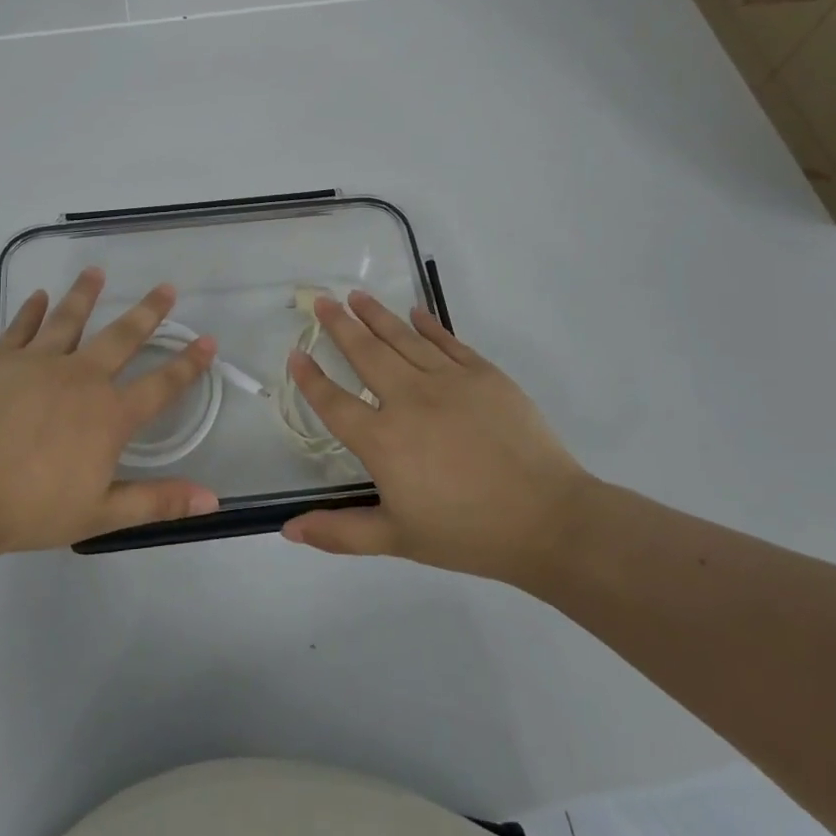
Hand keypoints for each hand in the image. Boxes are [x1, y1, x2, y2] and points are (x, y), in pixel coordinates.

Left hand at [0, 268, 219, 553]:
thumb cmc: (30, 509)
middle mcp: (81, 378)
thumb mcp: (100, 513)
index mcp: (109, 415)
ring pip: (70, 319)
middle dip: (148, 312)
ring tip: (97, 272)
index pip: (161, 384)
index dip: (188, 364)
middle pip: (122, 337)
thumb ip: (158, 502)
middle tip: (166, 288)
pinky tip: (39, 295)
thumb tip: (213, 498)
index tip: (207, 340)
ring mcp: (38, 363)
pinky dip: (32, 309)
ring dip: (86, 294)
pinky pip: (21, 326)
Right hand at [281, 291, 590, 585]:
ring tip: (357, 296)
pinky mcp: (483, 374)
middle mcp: (408, 399)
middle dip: (339, 325)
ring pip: (403, 338)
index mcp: (382, 440)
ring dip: (376, 315)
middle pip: (365, 354)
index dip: (310, 377)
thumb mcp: (397, 539)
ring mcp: (448, 381)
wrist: (547, 519)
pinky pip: (448, 341)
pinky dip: (428, 324)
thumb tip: (288, 530)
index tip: (295, 353)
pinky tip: (415, 312)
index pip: (333, 402)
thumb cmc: (467, 533)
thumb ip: (340, 532)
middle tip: (322, 300)